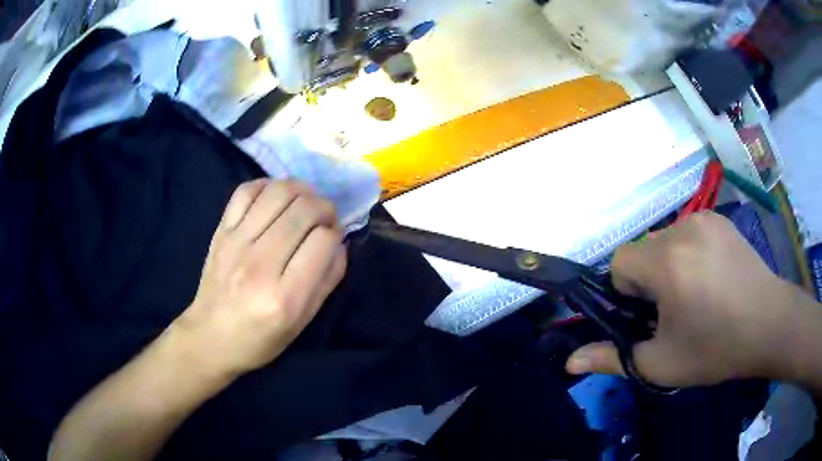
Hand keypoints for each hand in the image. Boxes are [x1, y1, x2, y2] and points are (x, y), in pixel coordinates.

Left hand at [173, 179, 346, 378]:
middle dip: (324, 207)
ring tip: (305, 203)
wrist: (210, 337)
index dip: (336, 234)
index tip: (333, 240)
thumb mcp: (302, 323)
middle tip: (325, 218)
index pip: (323, 241)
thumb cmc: (260, 339)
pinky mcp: (221, 231)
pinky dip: (268, 185)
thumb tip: (339, 243)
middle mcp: (260, 264)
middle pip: (304, 209)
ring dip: (301, 190)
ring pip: (278, 192)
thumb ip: (327, 281)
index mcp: (285, 297)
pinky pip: (247, 190)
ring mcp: (236, 243)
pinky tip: (276, 198)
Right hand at [566, 212, 806, 386]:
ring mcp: (705, 219)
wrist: (770, 325)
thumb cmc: (717, 349)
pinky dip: (690, 254)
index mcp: (667, 263)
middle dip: (649, 281)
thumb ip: (614, 359)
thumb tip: (571, 361)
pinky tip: (713, 277)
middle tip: (676, 311)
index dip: (628, 292)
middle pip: (643, 251)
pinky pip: (689, 233)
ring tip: (697, 294)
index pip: (620, 262)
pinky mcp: (720, 219)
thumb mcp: (662, 364)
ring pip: (665, 241)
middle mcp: (682, 230)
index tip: (651, 316)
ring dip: (669, 266)